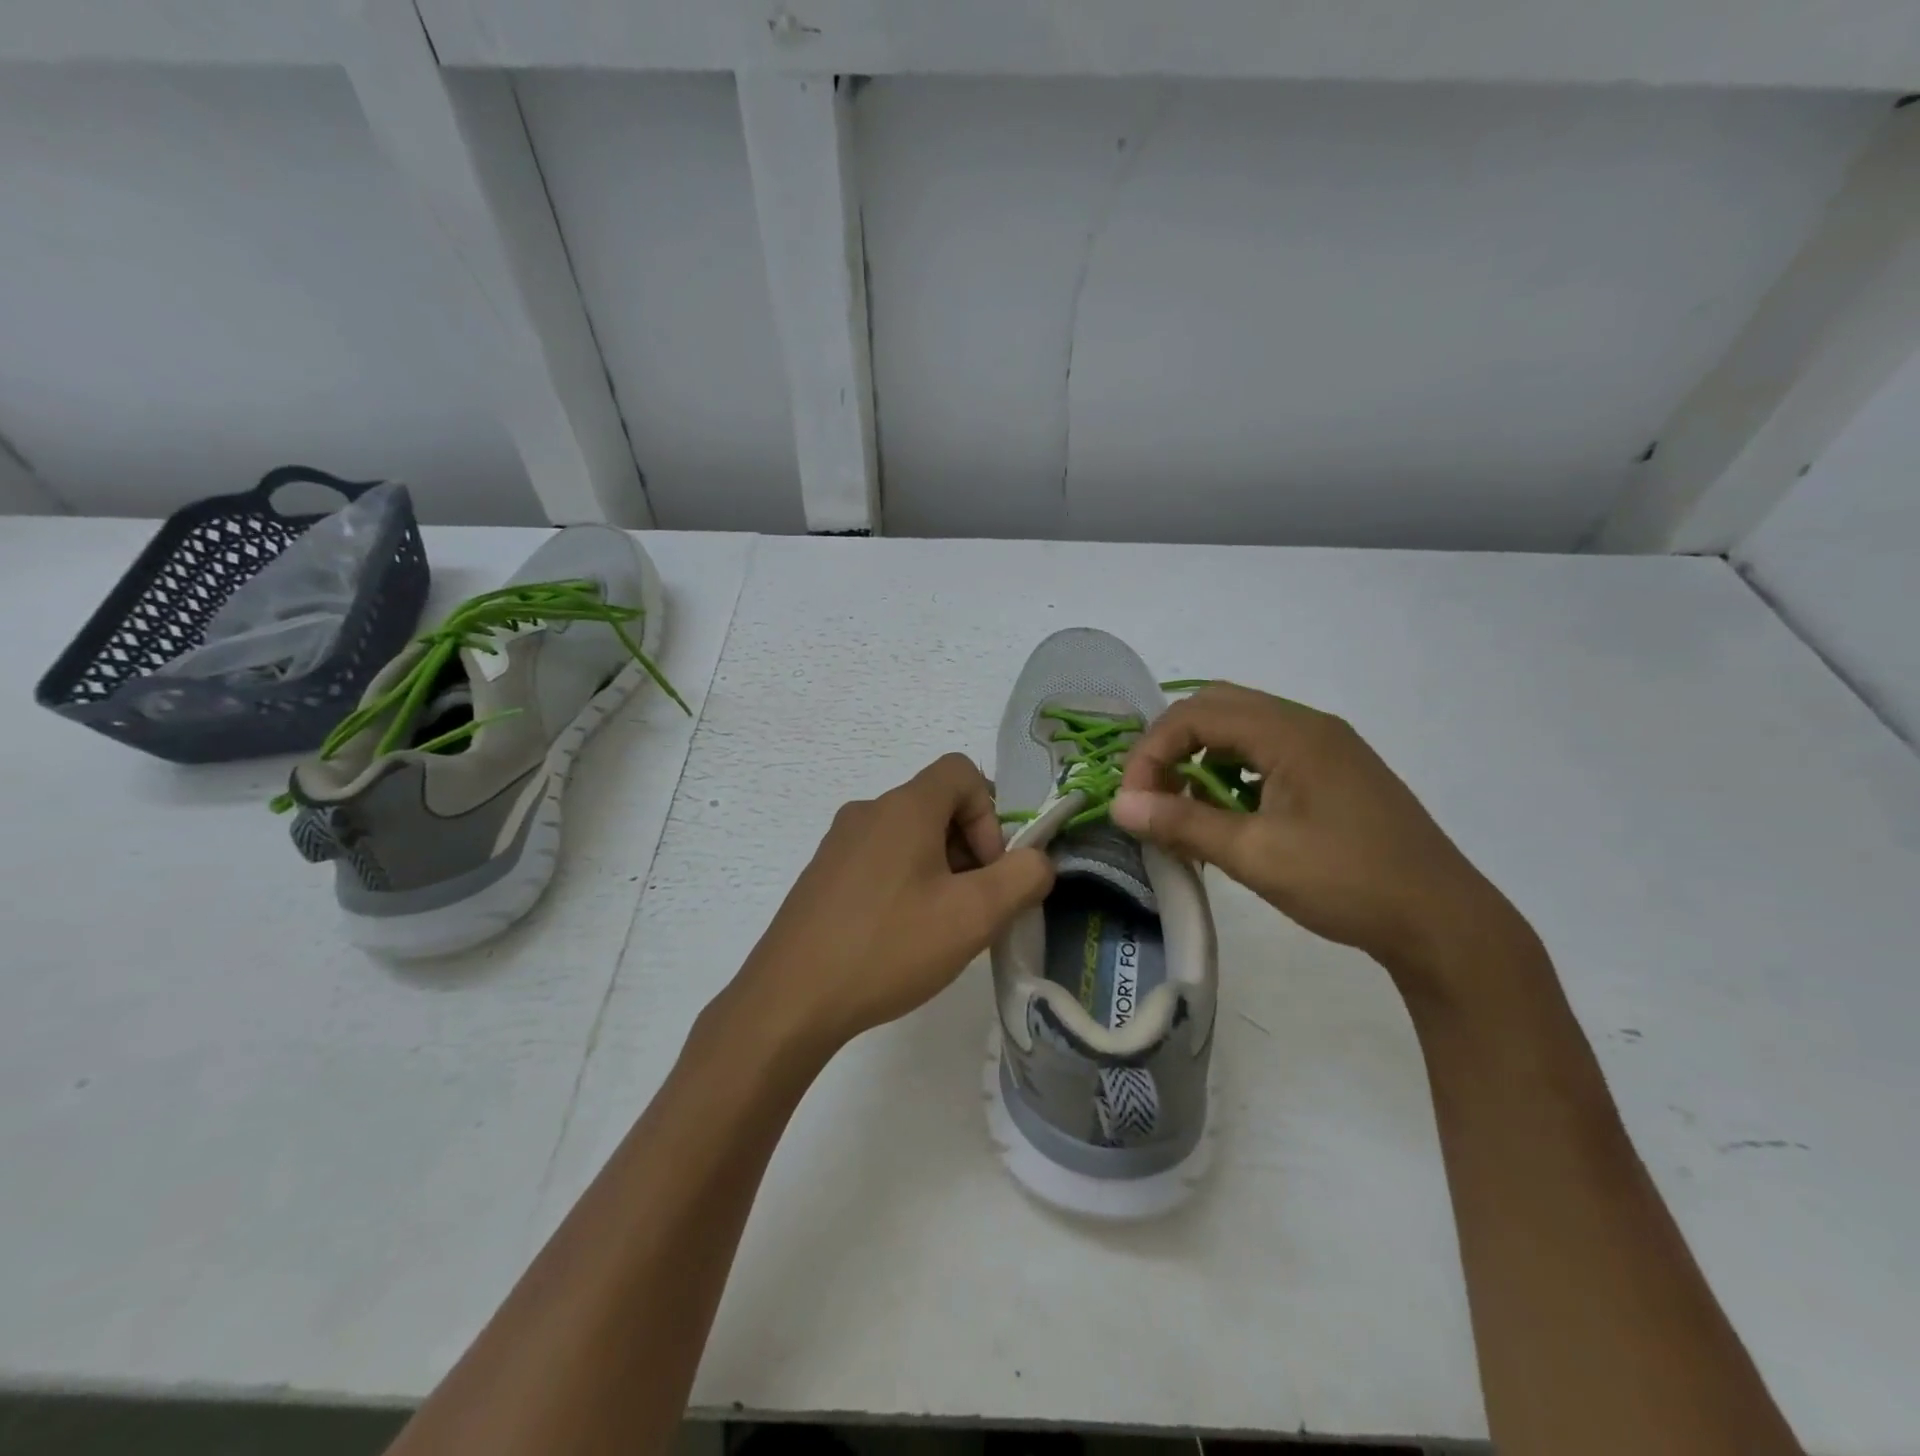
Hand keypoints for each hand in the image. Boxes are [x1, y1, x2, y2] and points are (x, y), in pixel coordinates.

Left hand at [734, 753, 1054, 1051]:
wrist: (790, 1000)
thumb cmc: (889, 947)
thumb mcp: (974, 916)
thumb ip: (1023, 878)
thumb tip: (1037, 860)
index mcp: (904, 807)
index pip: (962, 772)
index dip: (989, 815)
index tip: (987, 871)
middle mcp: (868, 811)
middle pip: (937, 806)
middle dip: (969, 850)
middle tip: (970, 908)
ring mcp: (839, 843)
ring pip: (909, 836)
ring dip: (938, 871)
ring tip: (936, 928)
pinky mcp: (822, 874)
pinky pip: (879, 860)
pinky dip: (904, 883)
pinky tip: (898, 936)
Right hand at [1113, 683, 1526, 982]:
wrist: (1443, 922)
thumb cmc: (1347, 882)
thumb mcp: (1255, 855)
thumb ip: (1183, 823)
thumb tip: (1119, 806)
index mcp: (1291, 733)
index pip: (1196, 715)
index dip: (1152, 753)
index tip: (1134, 802)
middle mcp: (1308, 725)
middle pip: (1217, 708)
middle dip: (1172, 747)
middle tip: (1152, 795)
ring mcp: (1326, 747)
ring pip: (1241, 729)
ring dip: (1201, 759)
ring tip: (1185, 810)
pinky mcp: (1335, 773)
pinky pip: (1266, 753)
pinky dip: (1232, 773)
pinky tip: (1229, 817)